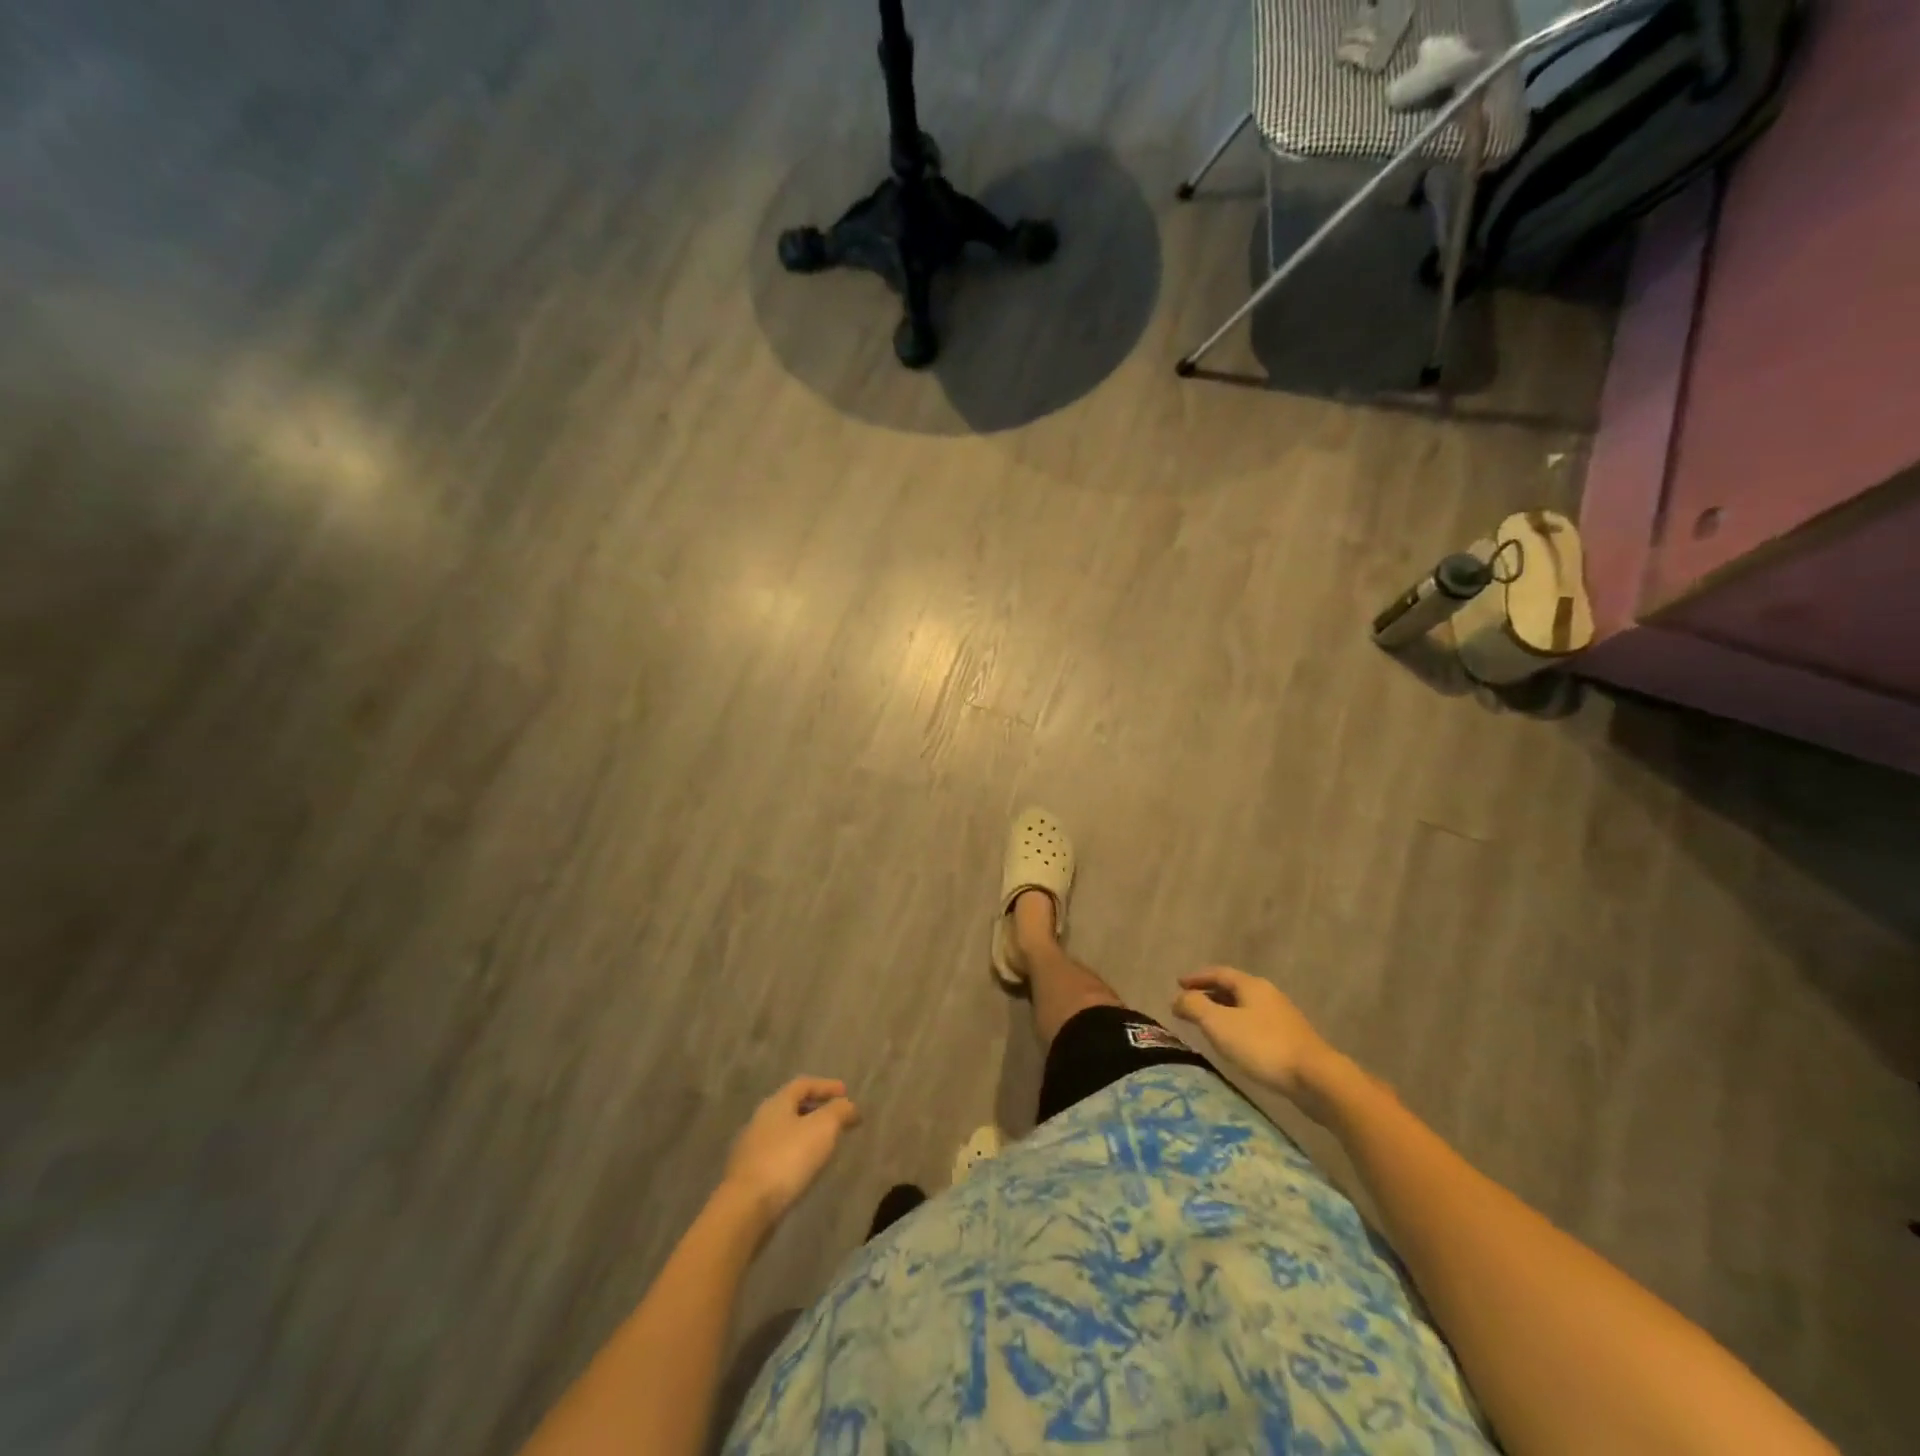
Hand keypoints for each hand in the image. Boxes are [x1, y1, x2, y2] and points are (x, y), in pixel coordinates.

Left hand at [721, 1077, 860, 1225]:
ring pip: (784, 1132)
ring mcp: (750, 1149)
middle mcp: (760, 1120)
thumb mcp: (823, 1128)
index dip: (826, 1086)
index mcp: (776, 1103)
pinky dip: (794, 1155)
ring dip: (805, 1134)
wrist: (745, 1208)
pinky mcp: (747, 1176)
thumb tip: (849, 1106)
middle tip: (837, 1119)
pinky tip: (804, 1169)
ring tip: (824, 1146)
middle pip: (791, 1107)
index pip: (803, 1084)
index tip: (846, 1093)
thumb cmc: (787, 1159)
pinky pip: (777, 1155)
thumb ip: (839, 1111)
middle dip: (816, 1110)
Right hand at [1173, 967, 1341, 1102]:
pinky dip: (1238, 1026)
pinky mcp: (1291, 1039)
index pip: (1219, 973)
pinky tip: (1234, 1043)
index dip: (1197, 977)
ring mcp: (1282, 1017)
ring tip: (1208, 1024)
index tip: (1178, 983)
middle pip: (1233, 988)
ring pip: (1245, 1007)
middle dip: (1209, 993)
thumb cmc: (1262, 1045)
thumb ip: (1194, 1007)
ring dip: (1223, 1011)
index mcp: (1251, 986)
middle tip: (1189, 1003)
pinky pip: (1255, 1024)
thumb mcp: (1219, 1024)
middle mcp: (1268, 995)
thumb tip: (1177, 998)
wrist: (1316, 1079)